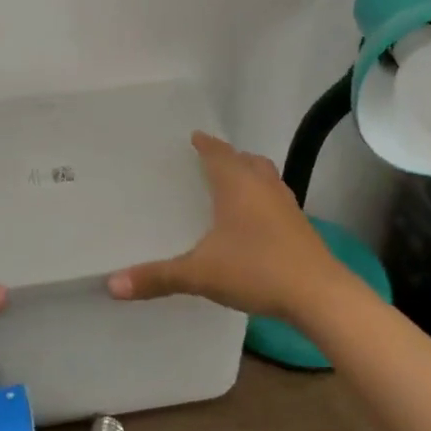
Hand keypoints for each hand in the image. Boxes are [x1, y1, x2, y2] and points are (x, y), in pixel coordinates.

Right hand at [107, 131, 342, 320]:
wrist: (319, 295)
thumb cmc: (256, 269)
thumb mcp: (200, 274)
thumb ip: (157, 277)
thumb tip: (111, 284)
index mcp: (237, 184)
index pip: (218, 153)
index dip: (205, 144)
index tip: (194, 136)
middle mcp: (263, 186)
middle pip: (246, 160)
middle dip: (228, 157)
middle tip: (209, 160)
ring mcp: (287, 205)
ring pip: (266, 177)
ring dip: (250, 175)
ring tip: (233, 185)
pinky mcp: (301, 226)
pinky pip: (276, 200)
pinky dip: (263, 199)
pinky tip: (255, 222)